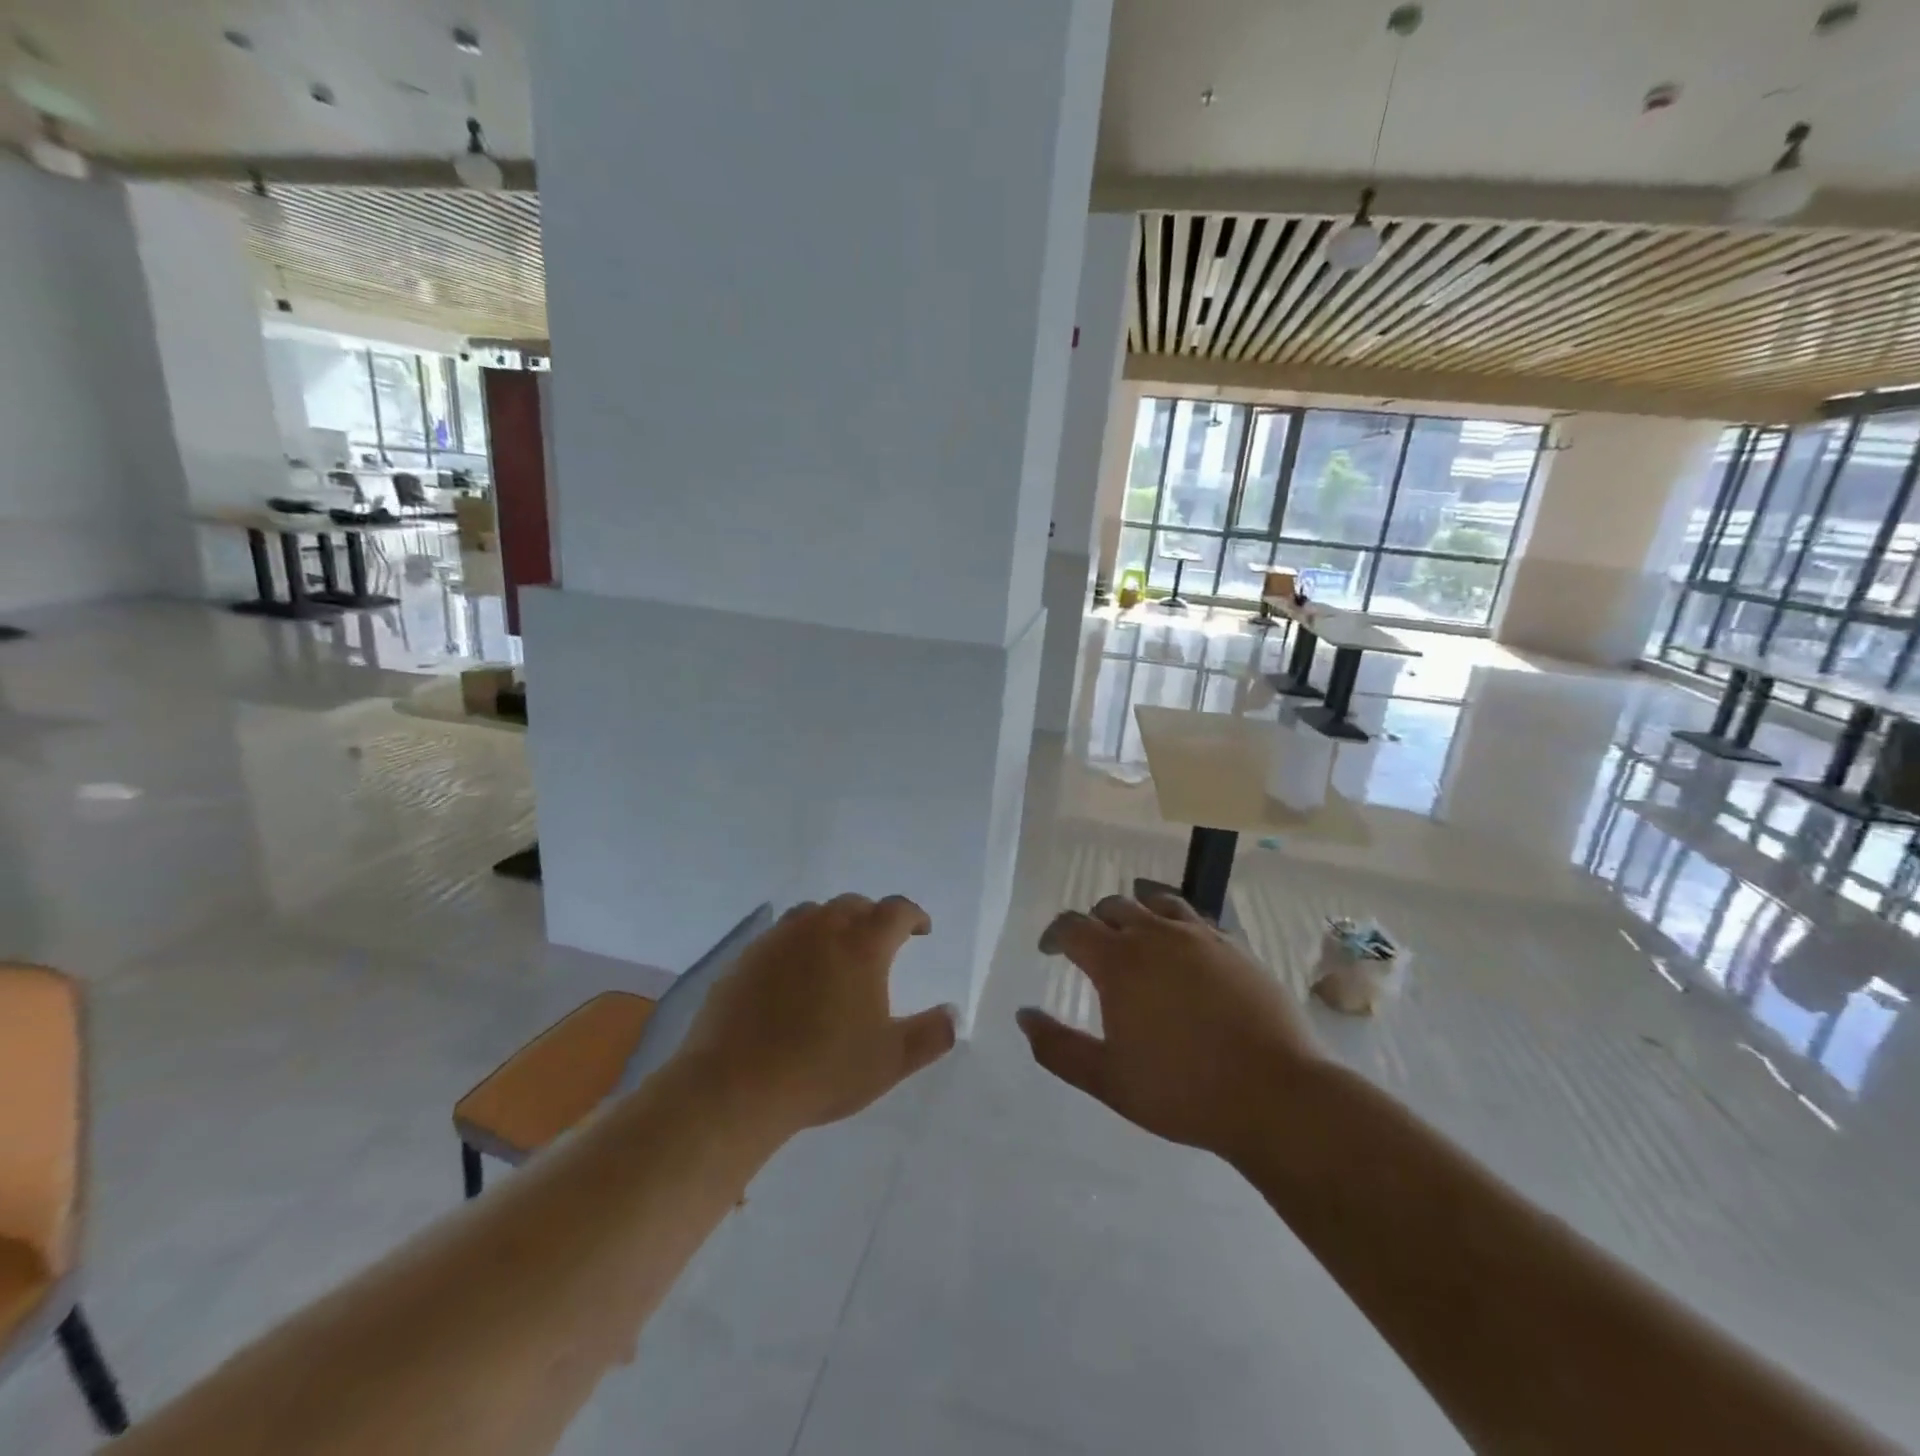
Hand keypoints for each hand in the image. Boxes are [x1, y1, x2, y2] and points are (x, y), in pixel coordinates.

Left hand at [677, 894, 957, 1137]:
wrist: (735, 1086)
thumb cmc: (823, 1070)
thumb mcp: (890, 1060)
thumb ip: (931, 1035)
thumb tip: (956, 1015)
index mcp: (862, 945)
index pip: (896, 911)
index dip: (913, 916)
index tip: (921, 930)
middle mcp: (821, 929)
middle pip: (854, 904)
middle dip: (873, 916)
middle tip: (881, 941)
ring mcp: (778, 939)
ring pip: (814, 913)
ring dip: (833, 923)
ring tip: (837, 950)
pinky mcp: (746, 957)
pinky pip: (780, 936)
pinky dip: (797, 943)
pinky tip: (793, 975)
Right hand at [1019, 891, 1323, 1158]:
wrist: (1276, 1095)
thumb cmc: (1182, 1090)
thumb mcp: (1107, 1079)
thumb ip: (1057, 1047)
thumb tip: (1024, 1016)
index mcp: (1119, 961)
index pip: (1073, 926)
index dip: (1055, 934)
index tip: (1049, 950)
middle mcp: (1155, 935)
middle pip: (1113, 907)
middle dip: (1094, 922)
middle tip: (1091, 948)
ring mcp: (1200, 936)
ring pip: (1156, 903)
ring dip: (1136, 912)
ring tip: (1133, 932)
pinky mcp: (1235, 946)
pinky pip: (1195, 918)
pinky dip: (1175, 923)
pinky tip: (1182, 947)